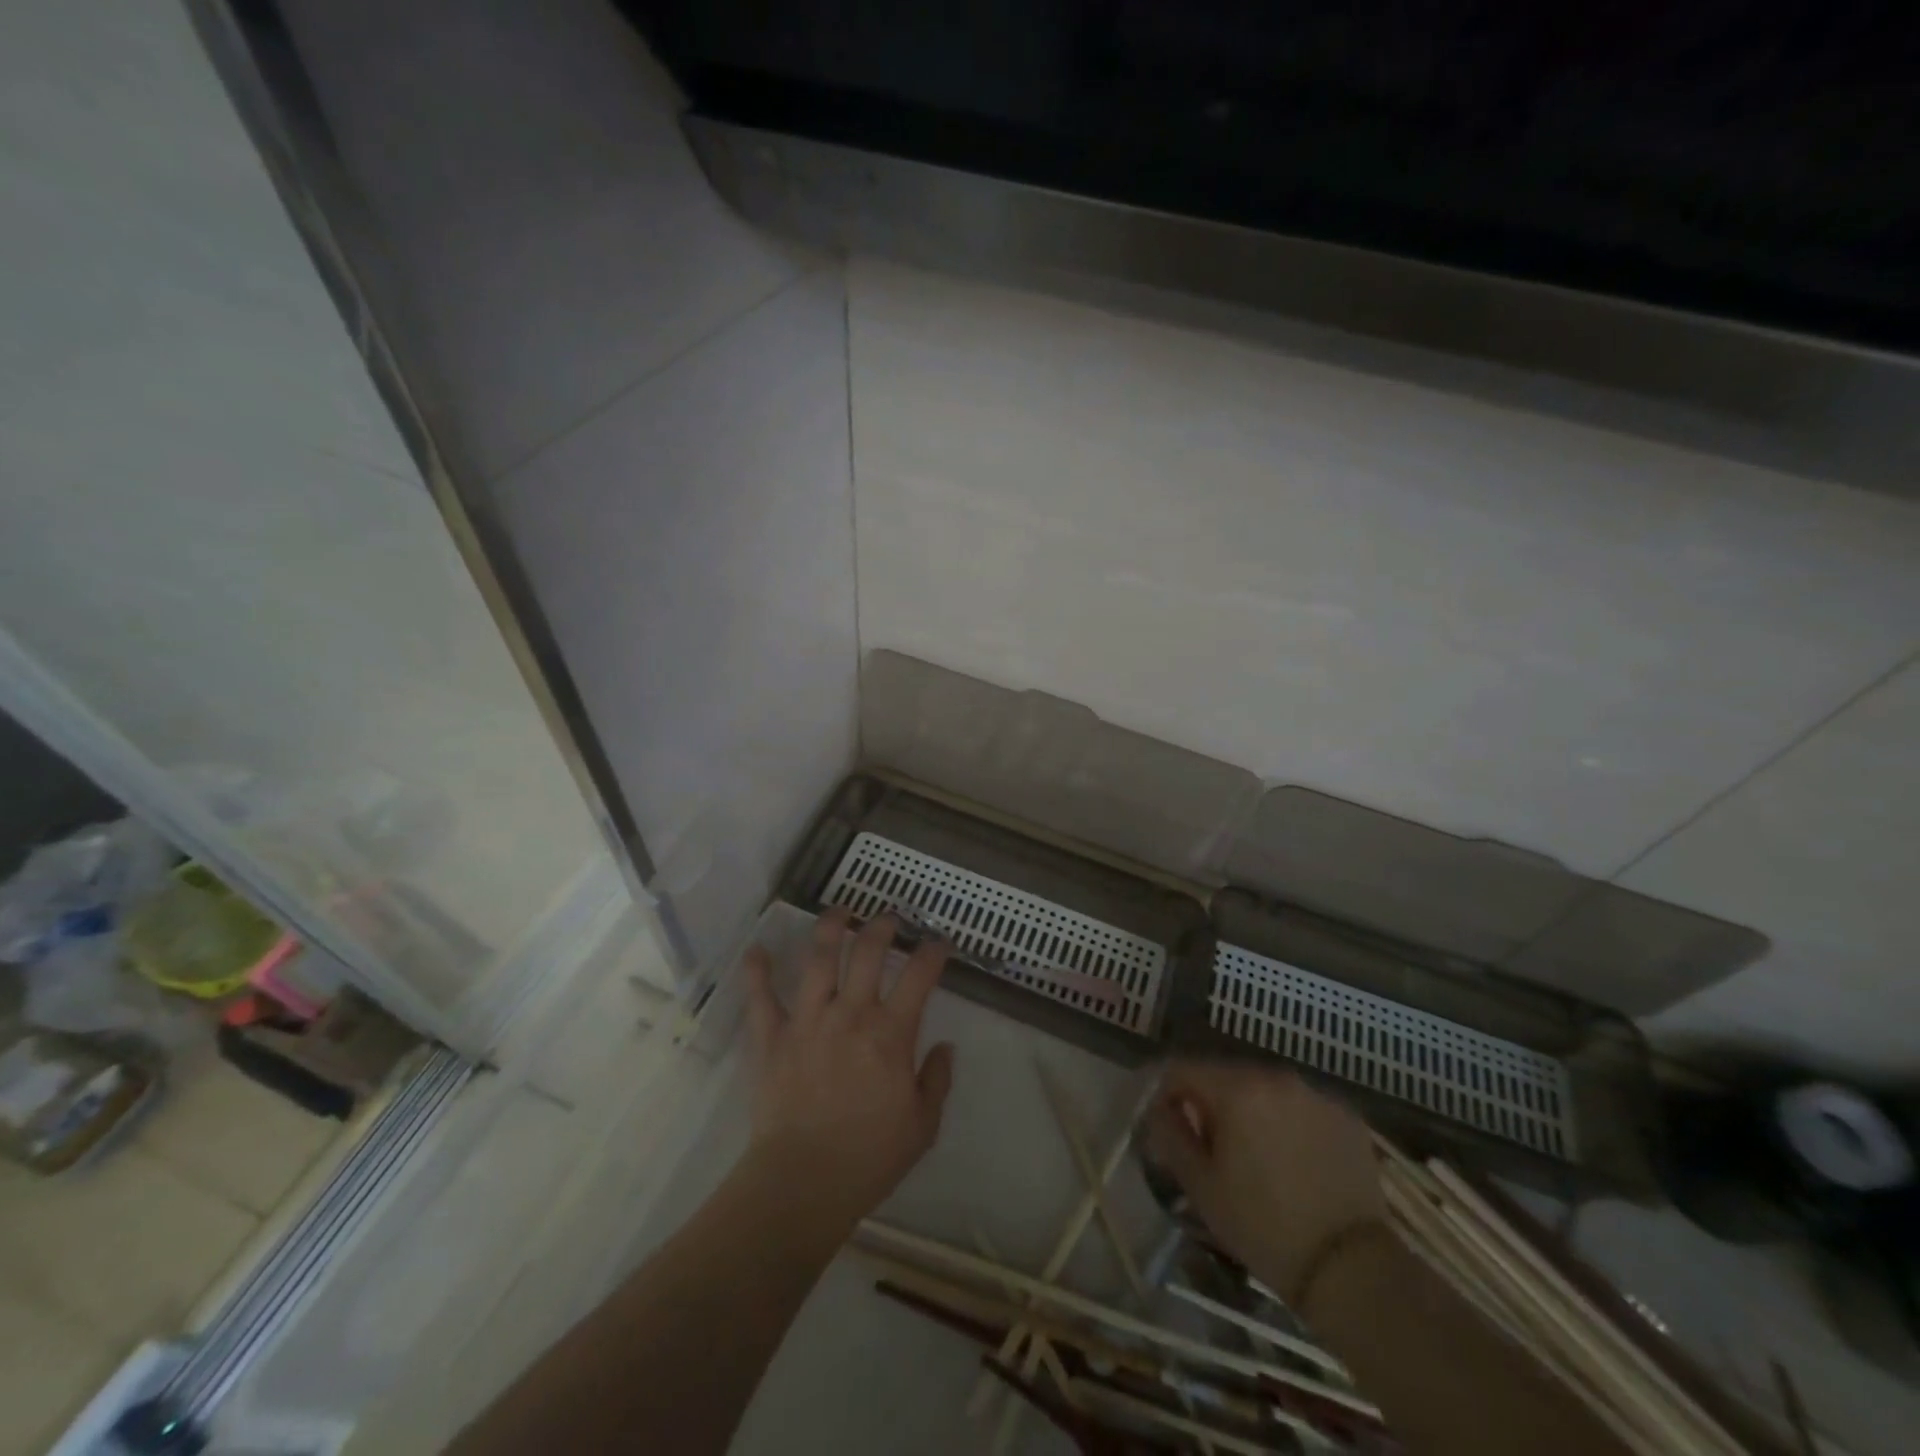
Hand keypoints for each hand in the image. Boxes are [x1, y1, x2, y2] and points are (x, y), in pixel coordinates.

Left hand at [742, 909, 955, 1231]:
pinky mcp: (772, 1037)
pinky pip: (761, 997)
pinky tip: (757, 949)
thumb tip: (945, 1046)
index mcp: (891, 1032)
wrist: (803, 1183)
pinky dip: (758, 971)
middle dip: (882, 925)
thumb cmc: (869, 1157)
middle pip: (868, 951)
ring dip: (830, 927)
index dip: (933, 951)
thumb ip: (936, 1080)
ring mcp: (808, 1020)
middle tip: (888, 918)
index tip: (939, 942)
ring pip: (819, 958)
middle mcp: (851, 1013)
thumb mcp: (922, 1125)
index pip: (919, 975)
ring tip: (839, 911)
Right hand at [1144, 1061, 1384, 1299]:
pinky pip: (1301, 1107)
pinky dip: (1289, 1123)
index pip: (1183, 1069)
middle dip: (1211, 1104)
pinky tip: (1294, 1161)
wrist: (1351, 1269)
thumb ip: (1170, 1135)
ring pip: (1265, 1090)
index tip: (1168, 1127)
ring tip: (1255, 1155)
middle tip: (1211, 1148)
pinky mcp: (1346, 1116)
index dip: (1167, 1095)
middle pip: (1226, 1076)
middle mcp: (1276, 1077)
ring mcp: (1315, 1094)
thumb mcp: (1201, 1186)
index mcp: (1236, 1088)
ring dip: (1251, 1111)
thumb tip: (1160, 1110)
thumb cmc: (1263, 1227)